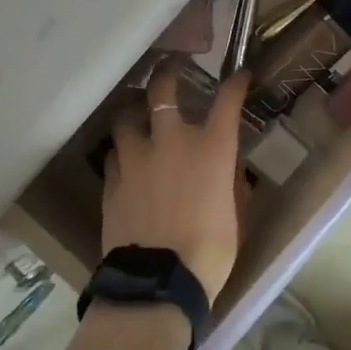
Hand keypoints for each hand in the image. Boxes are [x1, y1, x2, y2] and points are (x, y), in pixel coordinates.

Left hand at [104, 65, 249, 302]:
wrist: (158, 282)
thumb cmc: (209, 252)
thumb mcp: (233, 213)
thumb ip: (227, 183)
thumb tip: (225, 173)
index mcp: (210, 148)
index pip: (227, 100)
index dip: (235, 83)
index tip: (239, 74)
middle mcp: (171, 141)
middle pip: (162, 89)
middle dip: (166, 73)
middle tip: (169, 67)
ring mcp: (136, 158)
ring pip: (126, 117)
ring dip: (133, 112)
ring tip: (136, 114)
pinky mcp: (111, 181)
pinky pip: (113, 154)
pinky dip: (121, 151)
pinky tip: (124, 158)